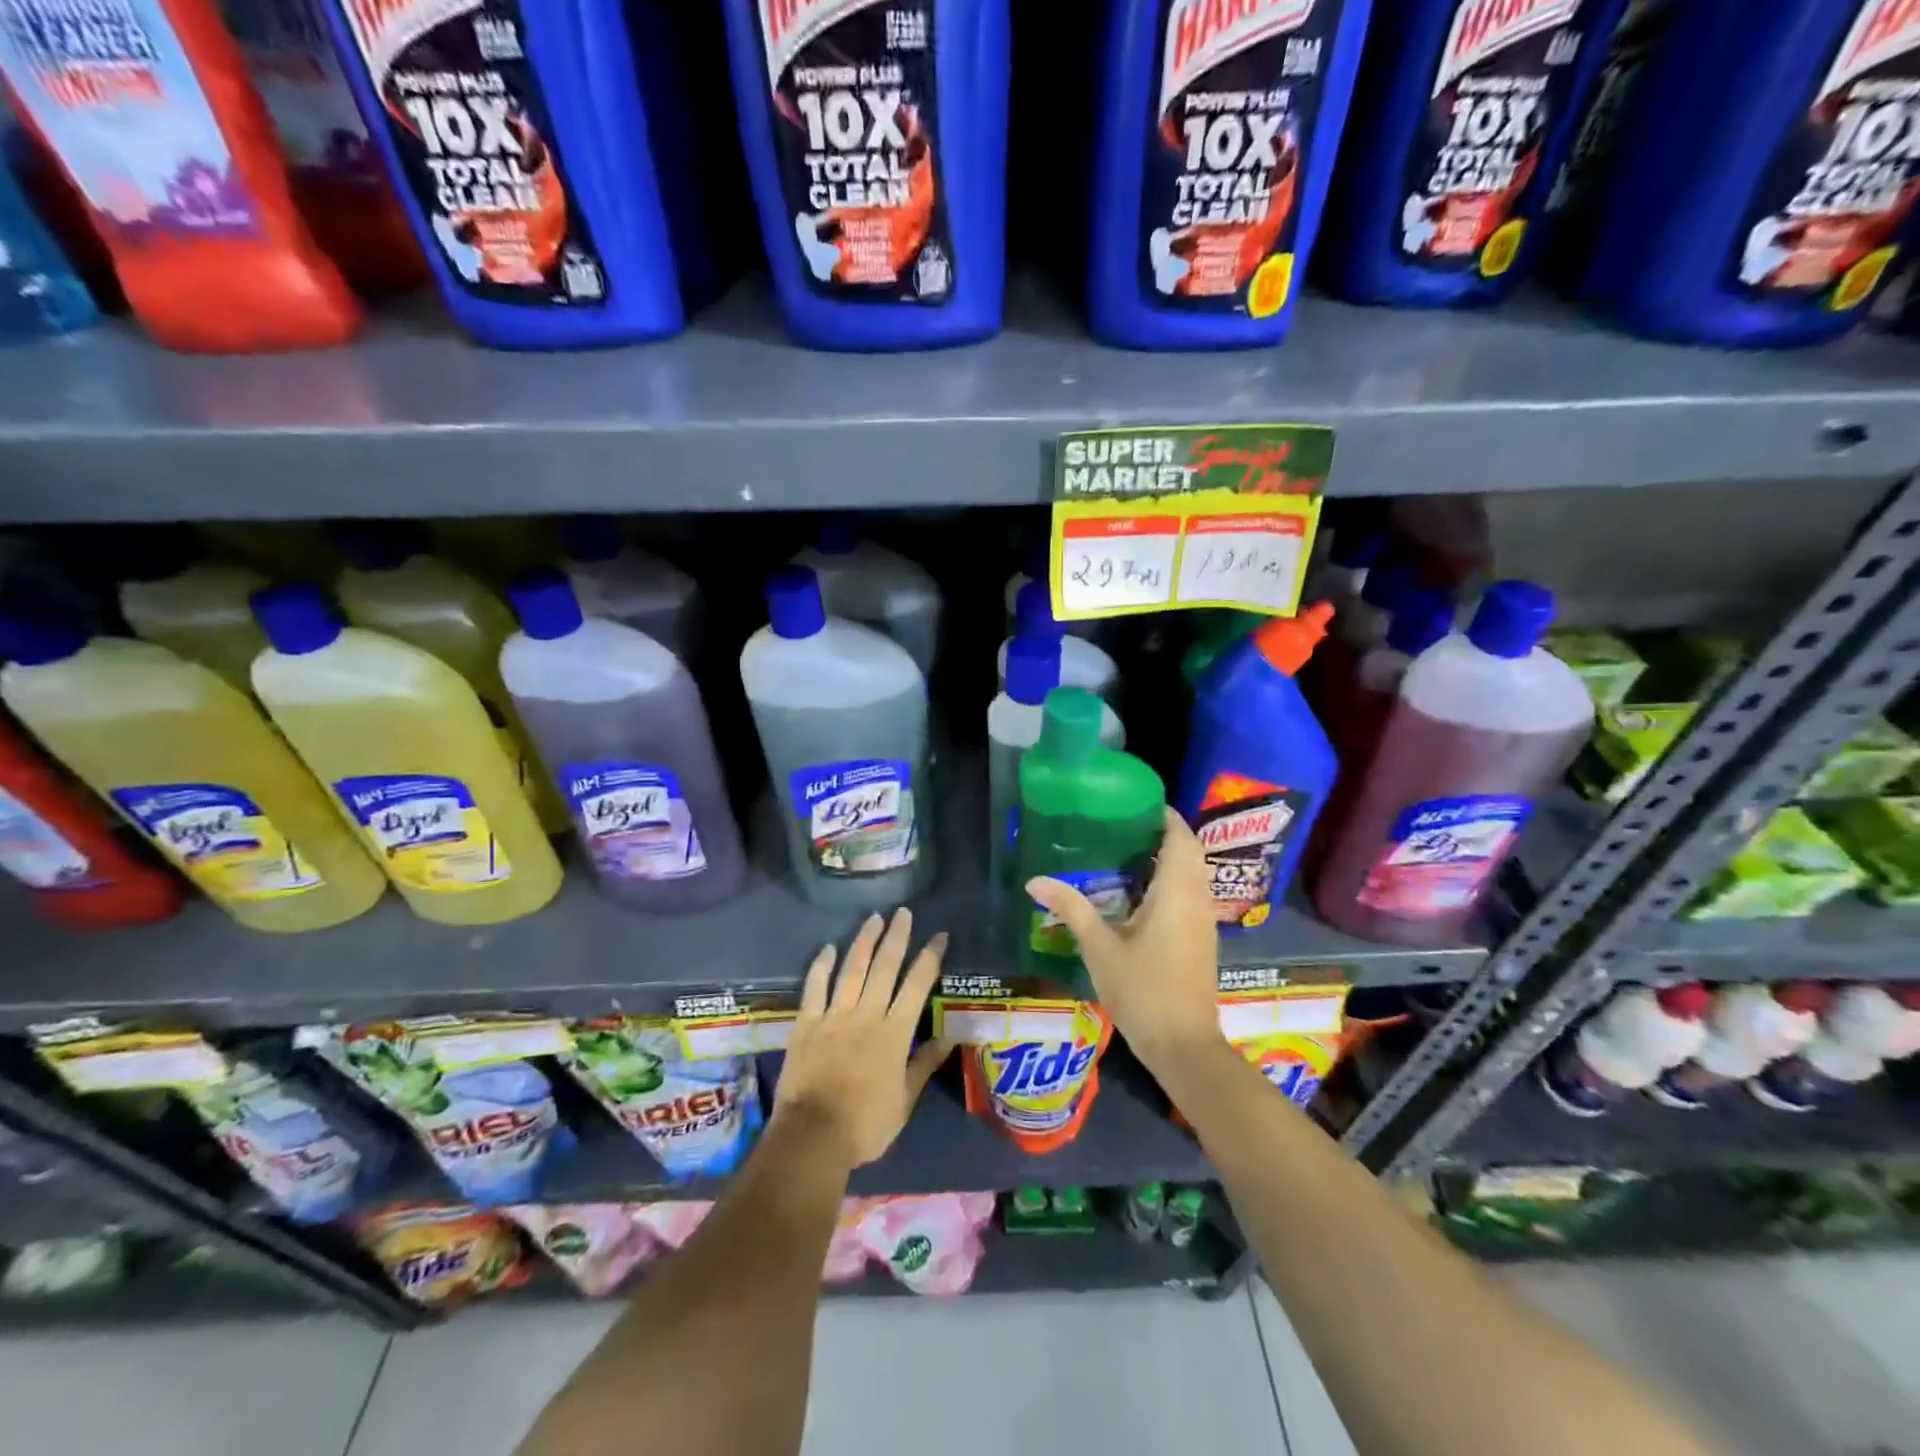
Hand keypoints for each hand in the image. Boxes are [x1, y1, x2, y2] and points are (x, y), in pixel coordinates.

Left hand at [772, 908, 952, 1170]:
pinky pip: (815, 987)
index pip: (917, 986)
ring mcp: (833, 1016)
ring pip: (852, 970)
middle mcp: (866, 1015)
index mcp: (894, 1033)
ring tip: (873, 918)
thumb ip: (925, 1064)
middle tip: (903, 912)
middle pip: (884, 968)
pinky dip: (822, 965)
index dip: (929, 958)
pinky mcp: (806, 1023)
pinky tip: (829, 947)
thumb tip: (952, 1036)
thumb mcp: (905, 1100)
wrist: (813, 1136)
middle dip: (896, 937)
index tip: (939, 936)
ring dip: (864, 942)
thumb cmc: (865, 1124)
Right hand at [1025, 808, 1223, 1079]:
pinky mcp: (1201, 940)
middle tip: (1124, 826)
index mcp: (1177, 892)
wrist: (1183, 1045)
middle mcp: (1197, 899)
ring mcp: (1203, 921)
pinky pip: (1191, 894)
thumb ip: (1071, 908)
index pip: (1180, 837)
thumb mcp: (1100, 947)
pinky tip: (1140, 894)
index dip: (1164, 815)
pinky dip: (1172, 882)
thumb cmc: (1142, 990)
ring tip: (1128, 852)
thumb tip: (1034, 881)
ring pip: (1193, 874)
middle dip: (1163, 834)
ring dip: (1169, 859)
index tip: (1135, 803)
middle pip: (1190, 852)